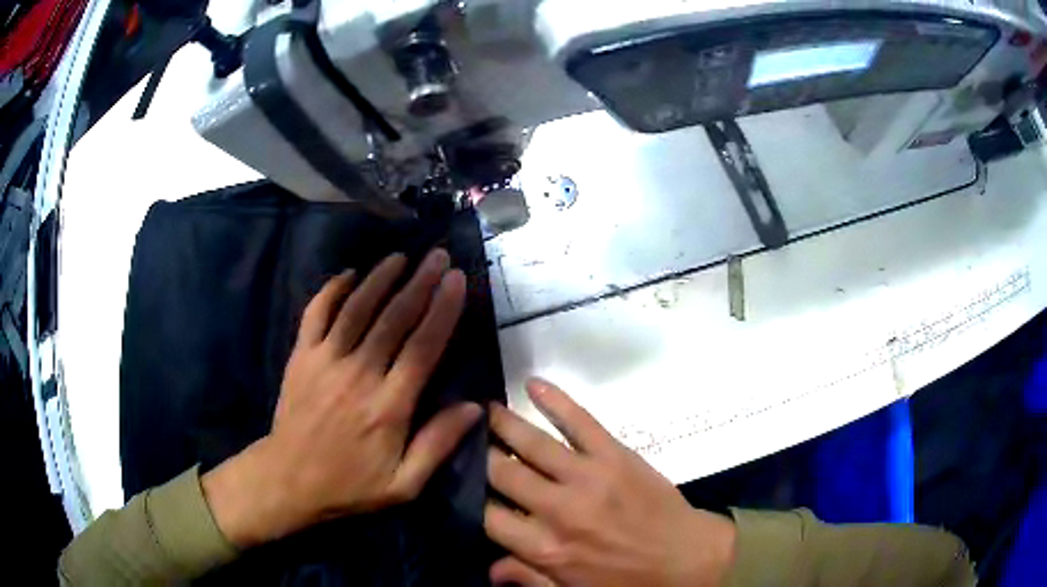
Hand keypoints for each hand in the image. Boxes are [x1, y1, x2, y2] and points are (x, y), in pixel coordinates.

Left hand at [203, 250, 480, 547]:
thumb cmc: (350, 485)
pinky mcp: (301, 357)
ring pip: (356, 309)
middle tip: (438, 256)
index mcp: (388, 407)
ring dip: (380, 279)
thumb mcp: (403, 484)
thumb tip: (474, 407)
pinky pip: (316, 314)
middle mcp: (358, 375)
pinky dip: (332, 290)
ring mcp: (325, 362)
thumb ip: (437, 444)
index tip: (458, 280)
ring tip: (401, 257)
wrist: (289, 481)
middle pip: (393, 319)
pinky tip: (348, 274)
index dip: (443, 310)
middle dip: (420, 283)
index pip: (423, 347)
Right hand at [485, 380, 735, 586]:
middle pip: (501, 473)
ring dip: (504, 423)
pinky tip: (533, 383)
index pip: (487, 516)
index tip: (461, 483)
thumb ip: (527, 578)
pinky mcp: (616, 455)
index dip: (468, 498)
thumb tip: (488, 568)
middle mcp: (558, 510)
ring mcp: (588, 477)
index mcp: (545, 549)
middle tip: (466, 439)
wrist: (687, 559)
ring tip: (484, 409)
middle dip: (480, 456)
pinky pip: (580, 421)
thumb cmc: (627, 582)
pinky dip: (556, 400)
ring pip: (533, 443)